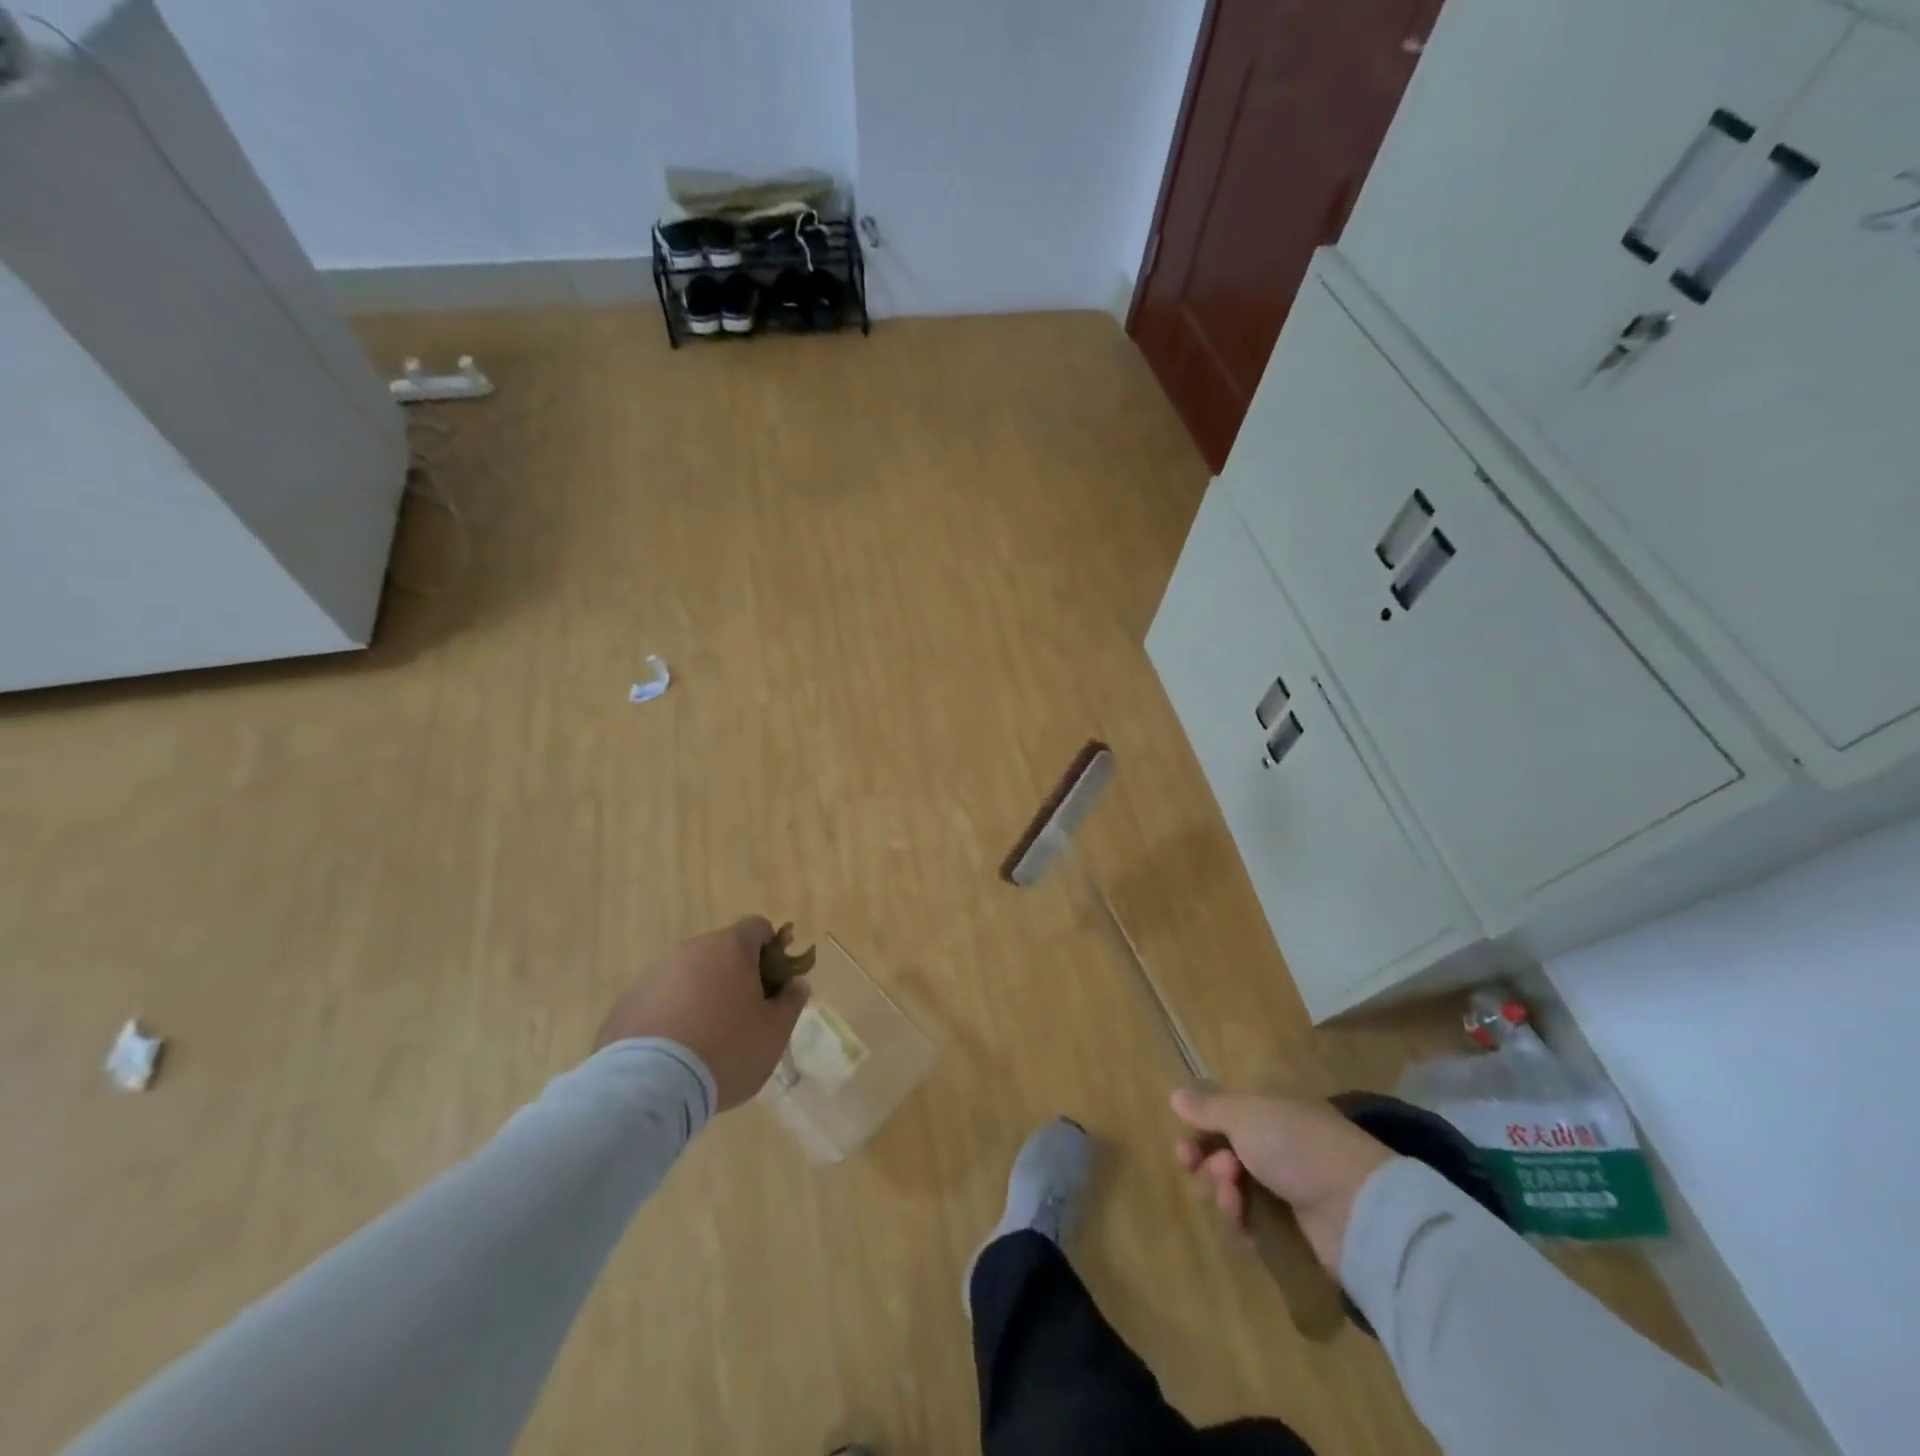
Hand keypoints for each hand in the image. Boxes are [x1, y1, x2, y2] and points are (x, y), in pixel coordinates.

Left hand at [594, 916, 808, 1109]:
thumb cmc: (725, 1050)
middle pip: (721, 952)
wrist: (647, 1087)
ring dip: (701, 995)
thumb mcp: (774, 1032)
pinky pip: (660, 1000)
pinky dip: (671, 1016)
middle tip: (743, 1016)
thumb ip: (791, 1002)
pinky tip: (673, 1053)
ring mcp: (653, 974)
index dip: (771, 950)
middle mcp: (690, 950)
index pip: (758, 927)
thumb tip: (796, 984)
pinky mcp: (626, 1003)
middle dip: (735, 976)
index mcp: (730, 948)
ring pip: (688, 976)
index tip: (774, 982)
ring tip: (704, 1040)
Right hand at [1172, 1087, 1393, 1271]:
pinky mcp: (1293, 1230)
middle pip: (1224, 1155)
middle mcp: (1277, 1147)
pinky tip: (1242, 1221)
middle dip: (1209, 1164)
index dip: (1200, 1132)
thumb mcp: (1245, 1114)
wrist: (1357, 1208)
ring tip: (1233, 1194)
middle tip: (1210, 1169)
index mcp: (1271, 1112)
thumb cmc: (1296, 1145)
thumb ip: (1207, 1108)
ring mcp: (1286, 1189)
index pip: (1224, 1118)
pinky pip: (1251, 1225)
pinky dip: (1239, 1222)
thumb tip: (1176, 1095)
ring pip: (1234, 1191)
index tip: (1184, 1148)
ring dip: (1222, 1191)